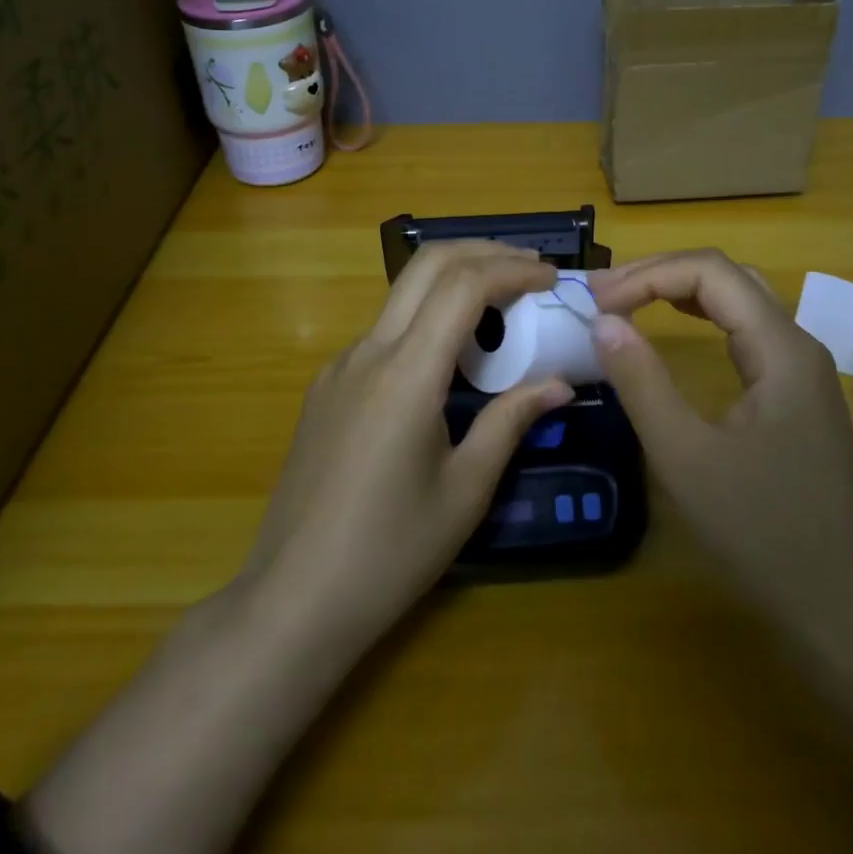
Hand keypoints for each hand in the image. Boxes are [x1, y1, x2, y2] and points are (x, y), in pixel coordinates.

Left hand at [245, 240, 573, 649]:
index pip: (463, 285)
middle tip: (531, 271)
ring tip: (502, 308)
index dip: (513, 269)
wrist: (292, 600)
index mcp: (406, 374)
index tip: (552, 278)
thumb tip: (559, 384)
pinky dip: (427, 318)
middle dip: (483, 253)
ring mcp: (340, 367)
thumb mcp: (466, 490)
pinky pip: (385, 331)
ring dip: (454, 283)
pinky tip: (451, 358)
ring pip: (402, 294)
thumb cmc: (390, 552)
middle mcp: (367, 352)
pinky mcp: (327, 387)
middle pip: (426, 265)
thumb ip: (511, 422)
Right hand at [588, 250, 852, 646]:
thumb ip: (642, 381)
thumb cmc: (761, 532)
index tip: (596, 303)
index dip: (648, 275)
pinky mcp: (795, 393)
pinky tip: (674, 327)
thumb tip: (603, 321)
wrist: (840, 605)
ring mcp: (801, 369)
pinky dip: (701, 316)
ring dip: (680, 290)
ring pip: (739, 299)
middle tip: (603, 294)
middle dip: (660, 273)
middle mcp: (797, 344)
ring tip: (626, 300)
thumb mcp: (685, 457)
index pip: (710, 272)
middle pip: (727, 276)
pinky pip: (745, 330)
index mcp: (781, 348)